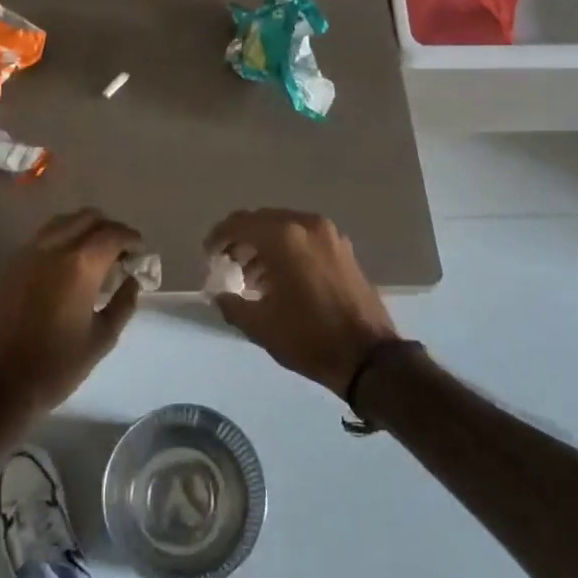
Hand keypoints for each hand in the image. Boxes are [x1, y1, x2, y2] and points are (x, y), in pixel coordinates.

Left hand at [0, 209, 143, 421]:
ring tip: (94, 255)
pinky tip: (66, 265)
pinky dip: (61, 239)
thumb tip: (133, 281)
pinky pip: (42, 237)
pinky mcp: (10, 265)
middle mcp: (53, 248)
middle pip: (88, 218)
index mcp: (80, 264)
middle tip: (120, 253)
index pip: (113, 234)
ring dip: (84, 229)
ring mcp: (27, 253)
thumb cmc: (56, 366)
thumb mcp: (102, 339)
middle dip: (110, 229)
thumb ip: (124, 304)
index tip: (141, 253)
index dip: (132, 239)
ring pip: (62, 222)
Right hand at [206, 209, 399, 395]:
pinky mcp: (343, 248)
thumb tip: (219, 294)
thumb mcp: (260, 326)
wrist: (369, 357)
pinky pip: (304, 237)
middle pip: (262, 221)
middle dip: (241, 240)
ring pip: (285, 228)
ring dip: (264, 245)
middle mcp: (306, 225)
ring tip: (251, 277)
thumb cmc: (309, 338)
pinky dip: (286, 249)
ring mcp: (329, 234)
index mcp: (284, 237)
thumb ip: (231, 304)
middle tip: (227, 264)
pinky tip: (279, 278)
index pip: (240, 223)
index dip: (218, 237)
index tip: (208, 255)